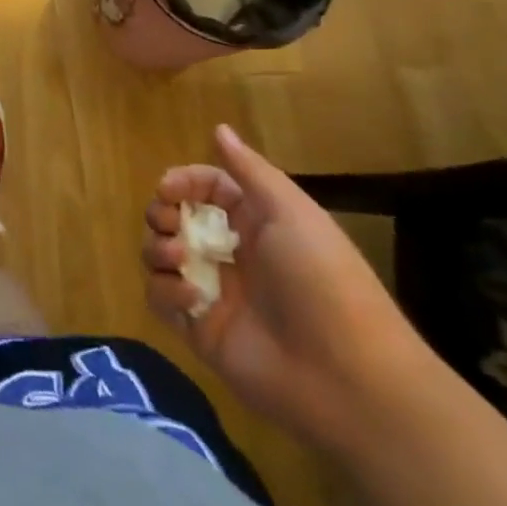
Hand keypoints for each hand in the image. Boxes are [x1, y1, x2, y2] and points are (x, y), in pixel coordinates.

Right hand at [141, 124, 427, 447]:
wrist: (349, 378)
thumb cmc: (323, 281)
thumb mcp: (292, 213)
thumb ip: (249, 171)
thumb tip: (219, 127)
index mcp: (253, 222)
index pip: (203, 187)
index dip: (181, 181)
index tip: (167, 189)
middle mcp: (229, 252)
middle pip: (172, 218)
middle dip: (160, 214)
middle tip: (170, 224)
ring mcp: (212, 291)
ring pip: (159, 254)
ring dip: (158, 248)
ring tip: (180, 258)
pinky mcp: (199, 329)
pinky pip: (160, 299)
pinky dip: (166, 292)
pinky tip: (192, 298)